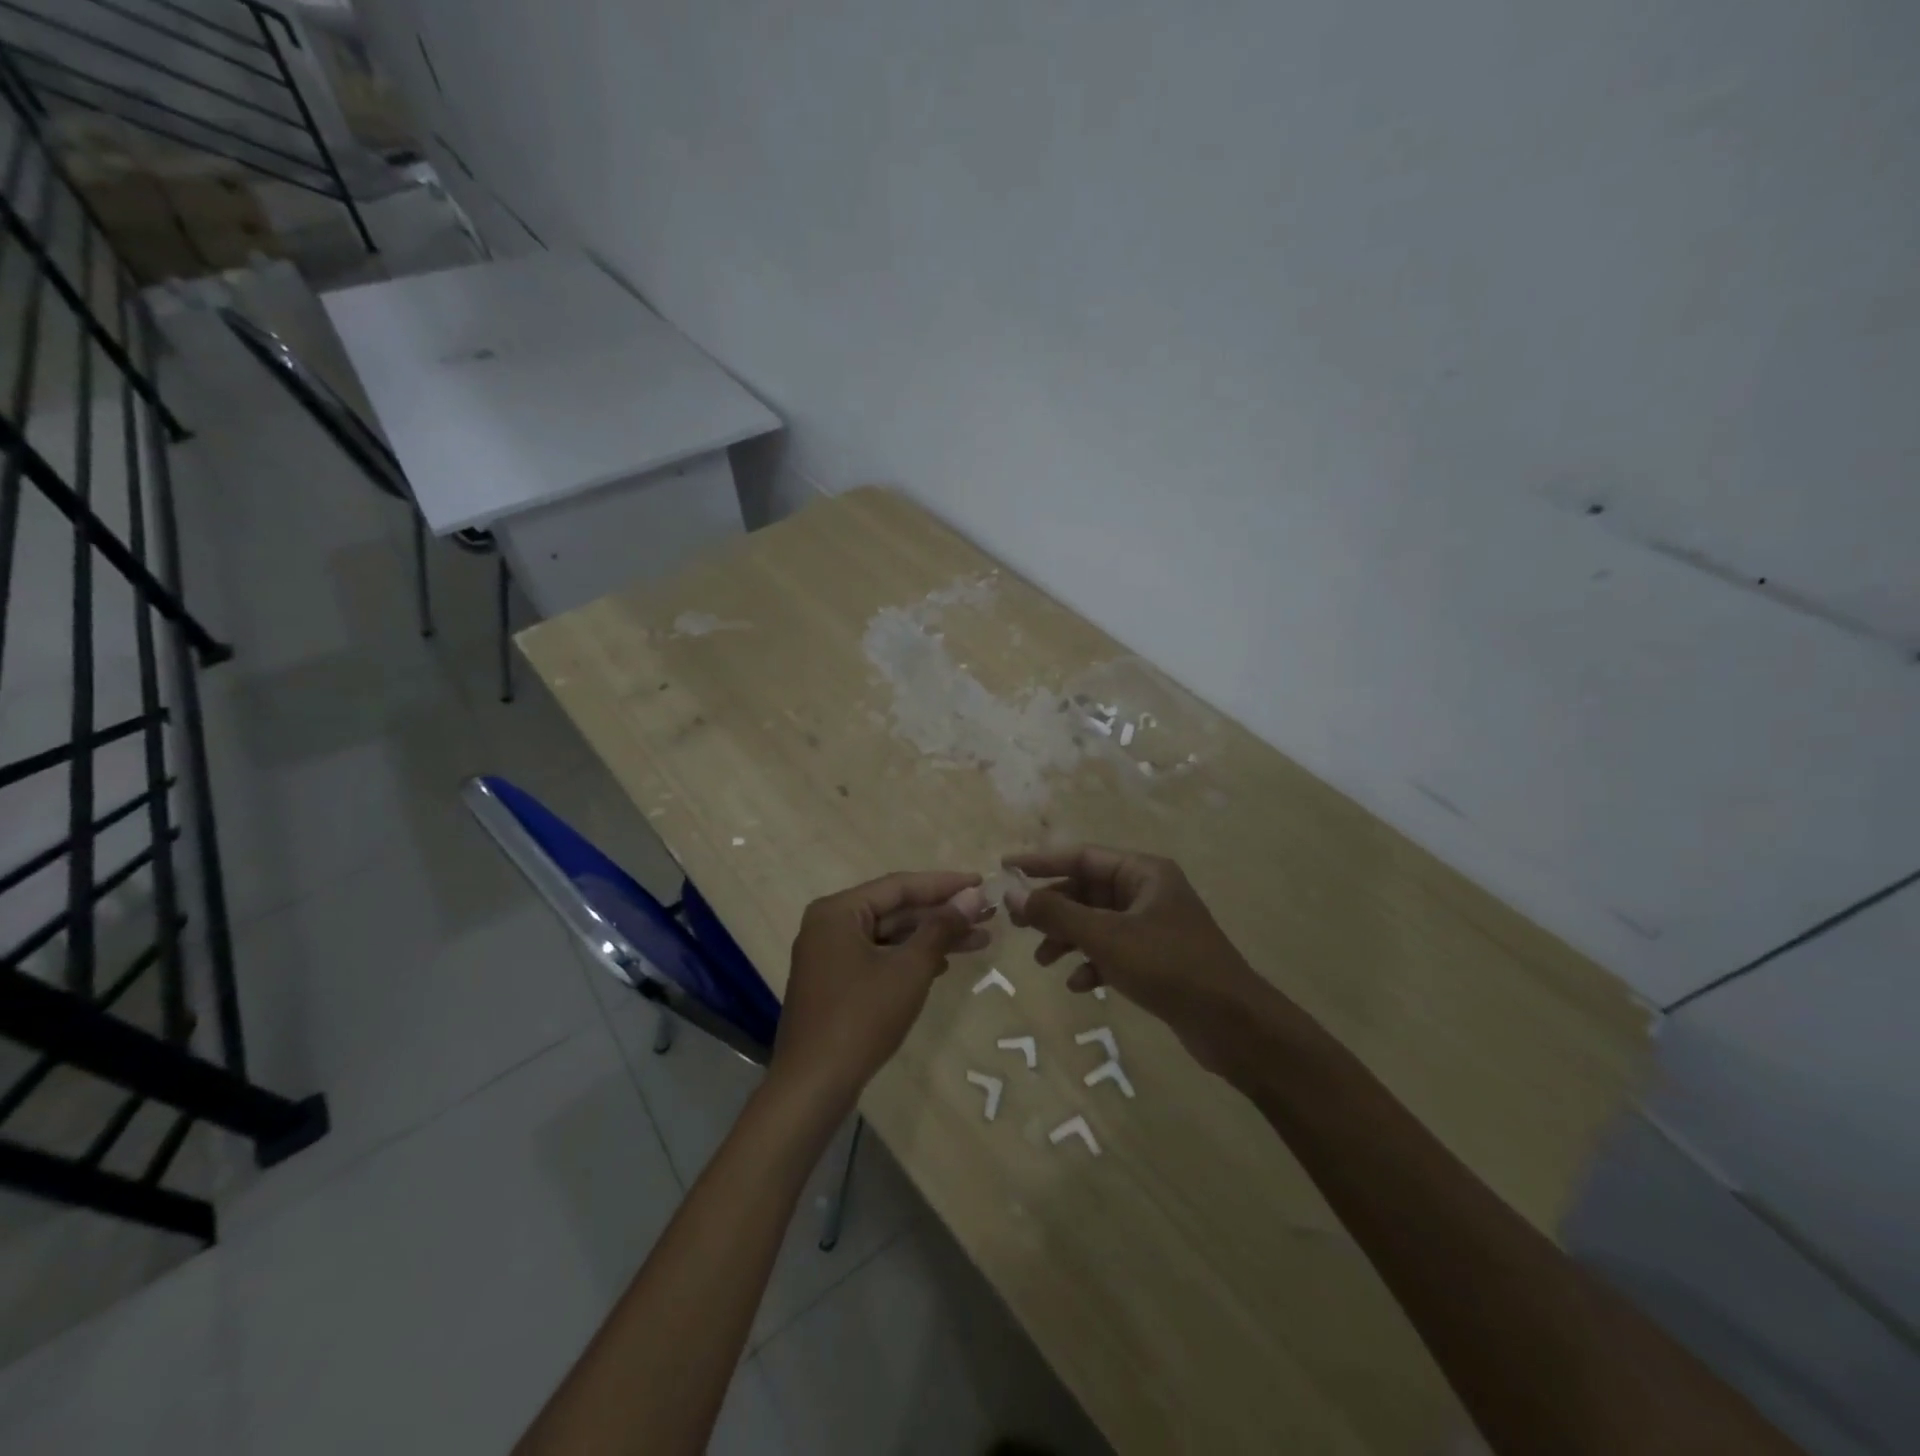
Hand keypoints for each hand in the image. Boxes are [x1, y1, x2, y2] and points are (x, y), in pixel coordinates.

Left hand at [771, 871, 992, 1113]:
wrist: (813, 1085)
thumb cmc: (862, 1017)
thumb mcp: (909, 968)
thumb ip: (941, 927)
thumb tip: (972, 895)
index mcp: (838, 911)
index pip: (899, 886)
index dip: (944, 884)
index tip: (981, 883)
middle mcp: (829, 924)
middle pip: (895, 909)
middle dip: (942, 914)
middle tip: (987, 914)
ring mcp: (829, 954)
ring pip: (890, 935)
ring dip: (932, 937)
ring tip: (980, 939)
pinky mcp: (835, 982)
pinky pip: (879, 956)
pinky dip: (910, 958)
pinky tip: (943, 965)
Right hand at [1004, 845, 1279, 1069]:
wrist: (1232, 1024)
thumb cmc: (1169, 966)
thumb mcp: (1106, 937)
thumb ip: (1056, 914)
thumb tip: (1012, 894)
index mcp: (1143, 872)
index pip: (1082, 855)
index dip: (1041, 862)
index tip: (1005, 868)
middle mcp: (1148, 892)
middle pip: (1087, 890)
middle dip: (1052, 908)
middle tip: (1017, 923)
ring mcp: (1153, 926)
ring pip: (1097, 922)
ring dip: (1068, 938)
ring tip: (1043, 961)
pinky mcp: (1157, 958)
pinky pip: (1112, 950)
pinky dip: (1092, 962)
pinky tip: (1080, 985)